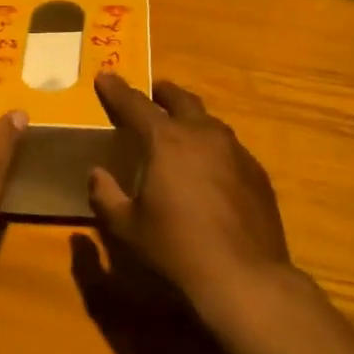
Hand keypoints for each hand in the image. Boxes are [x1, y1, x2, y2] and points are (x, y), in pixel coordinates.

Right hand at [89, 73, 292, 309]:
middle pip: (181, 100)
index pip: (136, 105)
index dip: (117, 90)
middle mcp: (204, 135)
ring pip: (209, 122)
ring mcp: (236, 152)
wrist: (244, 276)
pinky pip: (230, 149)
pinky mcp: (257, 173)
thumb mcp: (128, 226)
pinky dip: (213, 148)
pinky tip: (209, 169)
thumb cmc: (176, 248)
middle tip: (151, 93)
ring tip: (180, 130)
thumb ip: (106, 195)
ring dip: (191, 119)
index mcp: (167, 140)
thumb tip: (97, 174)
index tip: (105, 76)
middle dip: (163, 93)